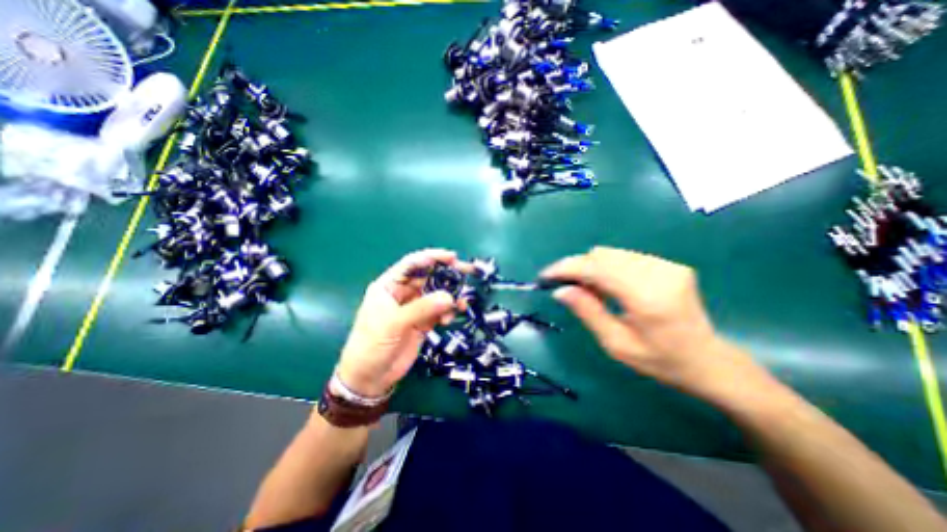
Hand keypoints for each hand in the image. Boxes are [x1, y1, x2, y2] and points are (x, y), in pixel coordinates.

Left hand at [335, 252, 466, 395]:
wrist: (370, 377)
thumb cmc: (372, 344)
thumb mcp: (393, 323)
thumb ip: (421, 308)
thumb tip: (450, 296)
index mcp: (390, 286)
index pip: (412, 265)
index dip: (432, 257)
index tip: (452, 257)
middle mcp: (403, 293)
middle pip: (429, 277)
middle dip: (448, 275)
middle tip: (467, 272)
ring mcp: (415, 308)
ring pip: (437, 295)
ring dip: (451, 296)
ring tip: (462, 302)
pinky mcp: (424, 322)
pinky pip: (440, 311)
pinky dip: (448, 311)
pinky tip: (449, 318)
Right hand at [539, 247, 739, 391]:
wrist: (709, 361)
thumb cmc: (662, 361)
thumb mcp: (617, 345)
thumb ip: (588, 312)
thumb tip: (561, 290)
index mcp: (647, 297)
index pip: (597, 268)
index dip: (567, 268)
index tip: (546, 275)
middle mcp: (659, 273)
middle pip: (602, 255)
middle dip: (578, 267)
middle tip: (568, 288)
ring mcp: (667, 266)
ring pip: (612, 254)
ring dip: (593, 268)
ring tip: (590, 291)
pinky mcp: (669, 265)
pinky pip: (625, 257)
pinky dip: (609, 268)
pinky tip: (610, 287)